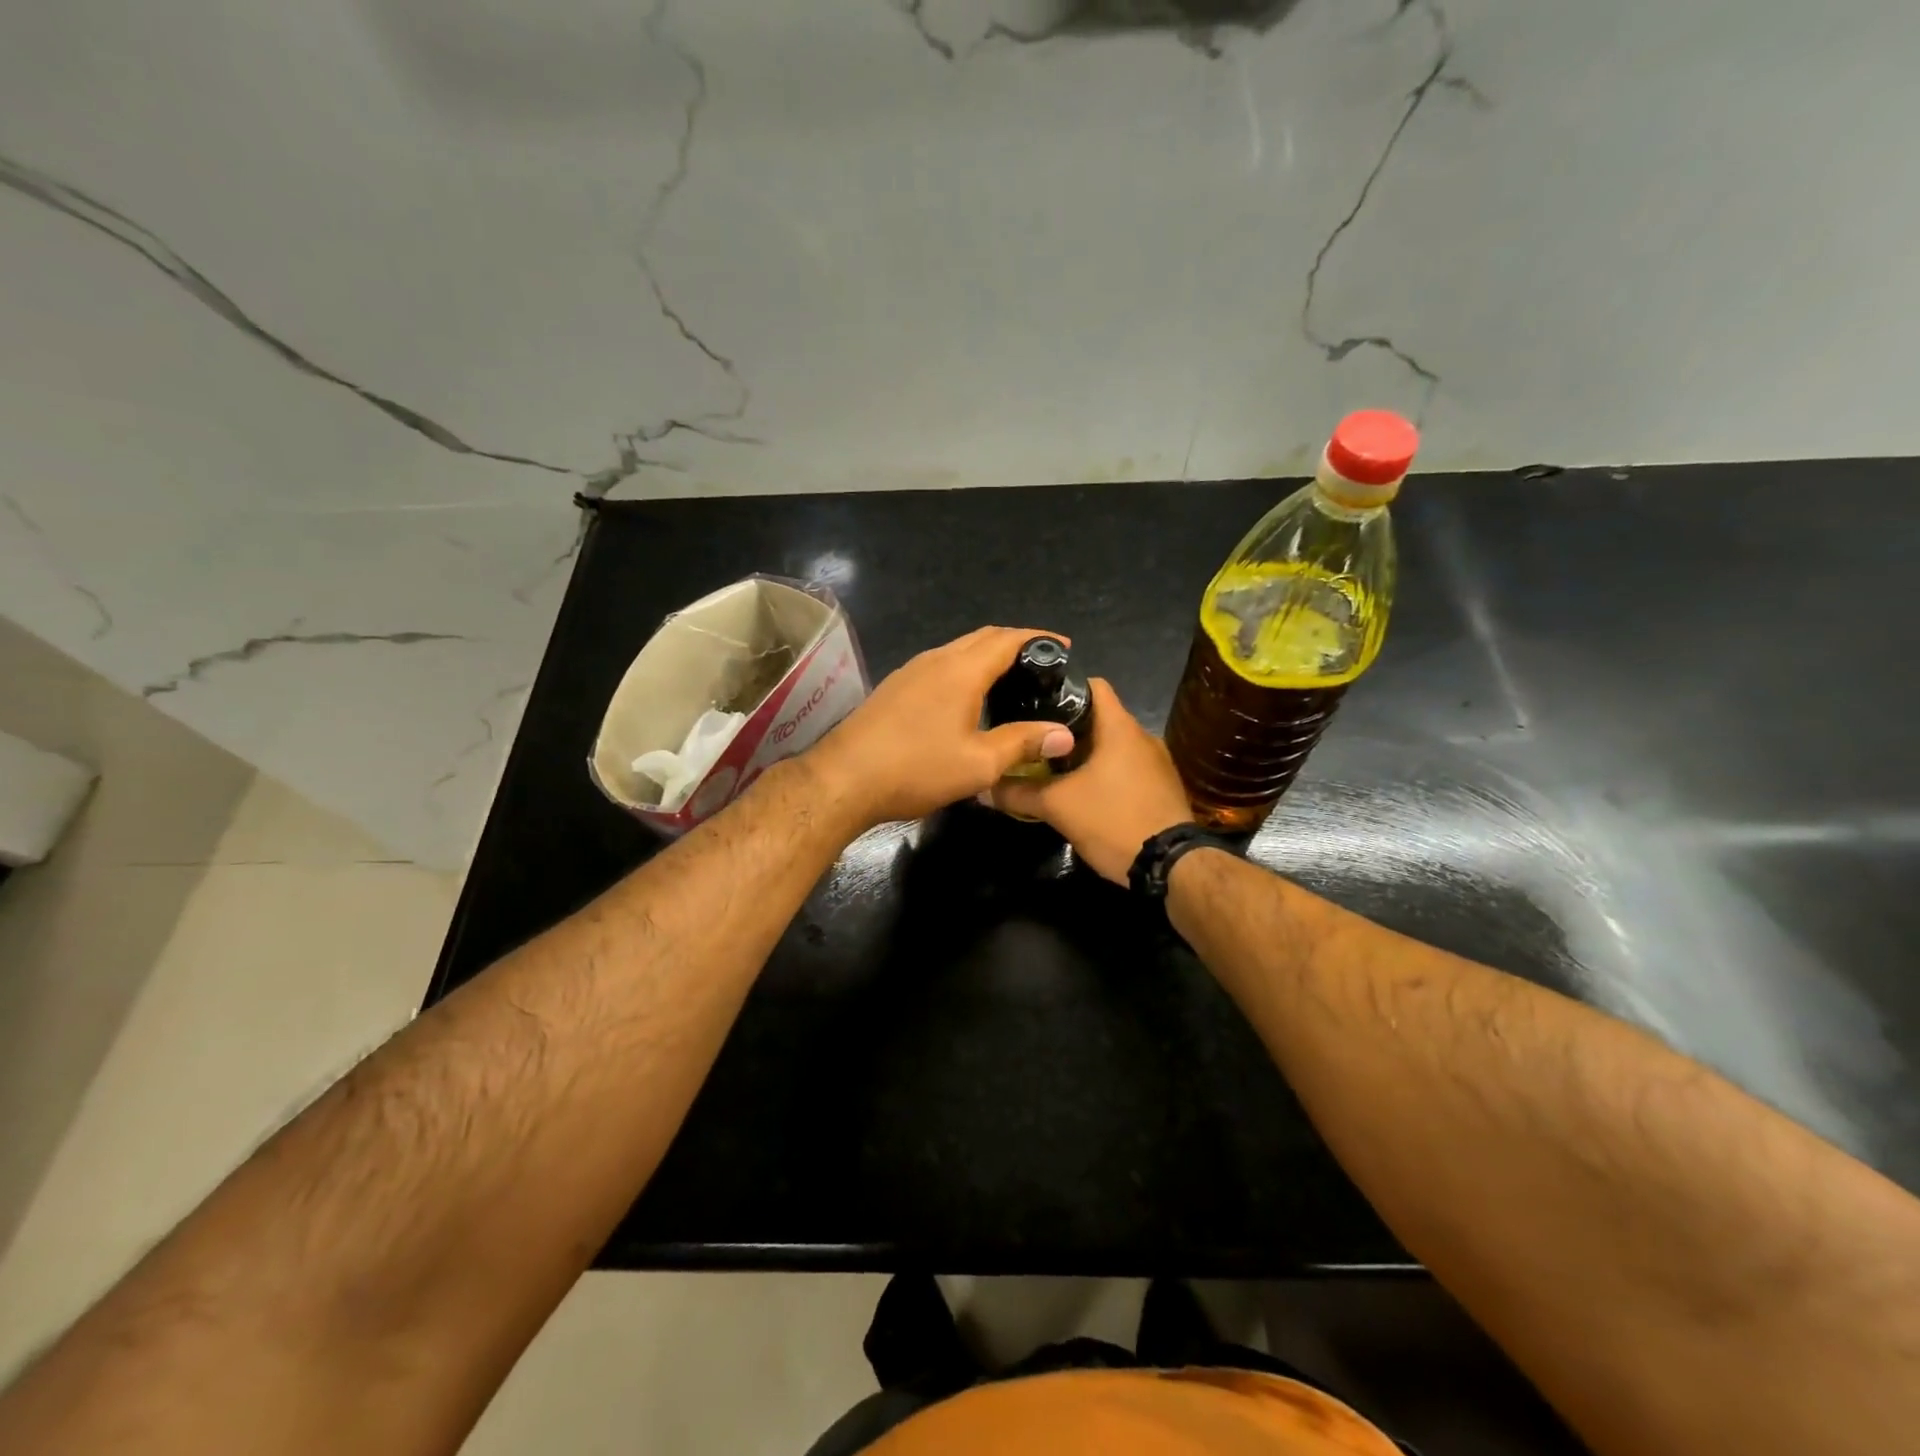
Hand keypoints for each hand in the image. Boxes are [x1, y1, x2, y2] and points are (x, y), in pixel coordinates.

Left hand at [808, 626, 1077, 830]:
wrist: (844, 779)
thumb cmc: (917, 768)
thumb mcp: (979, 763)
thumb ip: (1023, 743)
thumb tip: (1064, 734)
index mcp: (961, 670)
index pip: (1008, 639)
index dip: (1040, 639)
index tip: (1065, 648)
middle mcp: (936, 660)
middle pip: (983, 638)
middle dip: (1016, 644)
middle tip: (1043, 666)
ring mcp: (911, 671)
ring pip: (959, 650)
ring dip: (988, 656)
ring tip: (1012, 680)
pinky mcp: (895, 687)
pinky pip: (940, 665)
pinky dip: (965, 669)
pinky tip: (970, 698)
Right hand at [991, 679, 1193, 883]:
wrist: (1171, 866)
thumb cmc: (1114, 820)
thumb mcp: (1058, 807)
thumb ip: (1018, 793)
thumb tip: (984, 787)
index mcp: (1120, 727)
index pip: (1092, 684)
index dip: (1062, 687)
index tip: (1034, 701)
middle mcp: (1142, 736)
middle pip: (1099, 717)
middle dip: (1065, 727)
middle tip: (1033, 740)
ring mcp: (1156, 762)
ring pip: (1112, 745)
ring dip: (1085, 753)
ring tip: (1052, 766)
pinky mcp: (1161, 786)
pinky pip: (1126, 767)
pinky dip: (1104, 772)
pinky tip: (1084, 791)